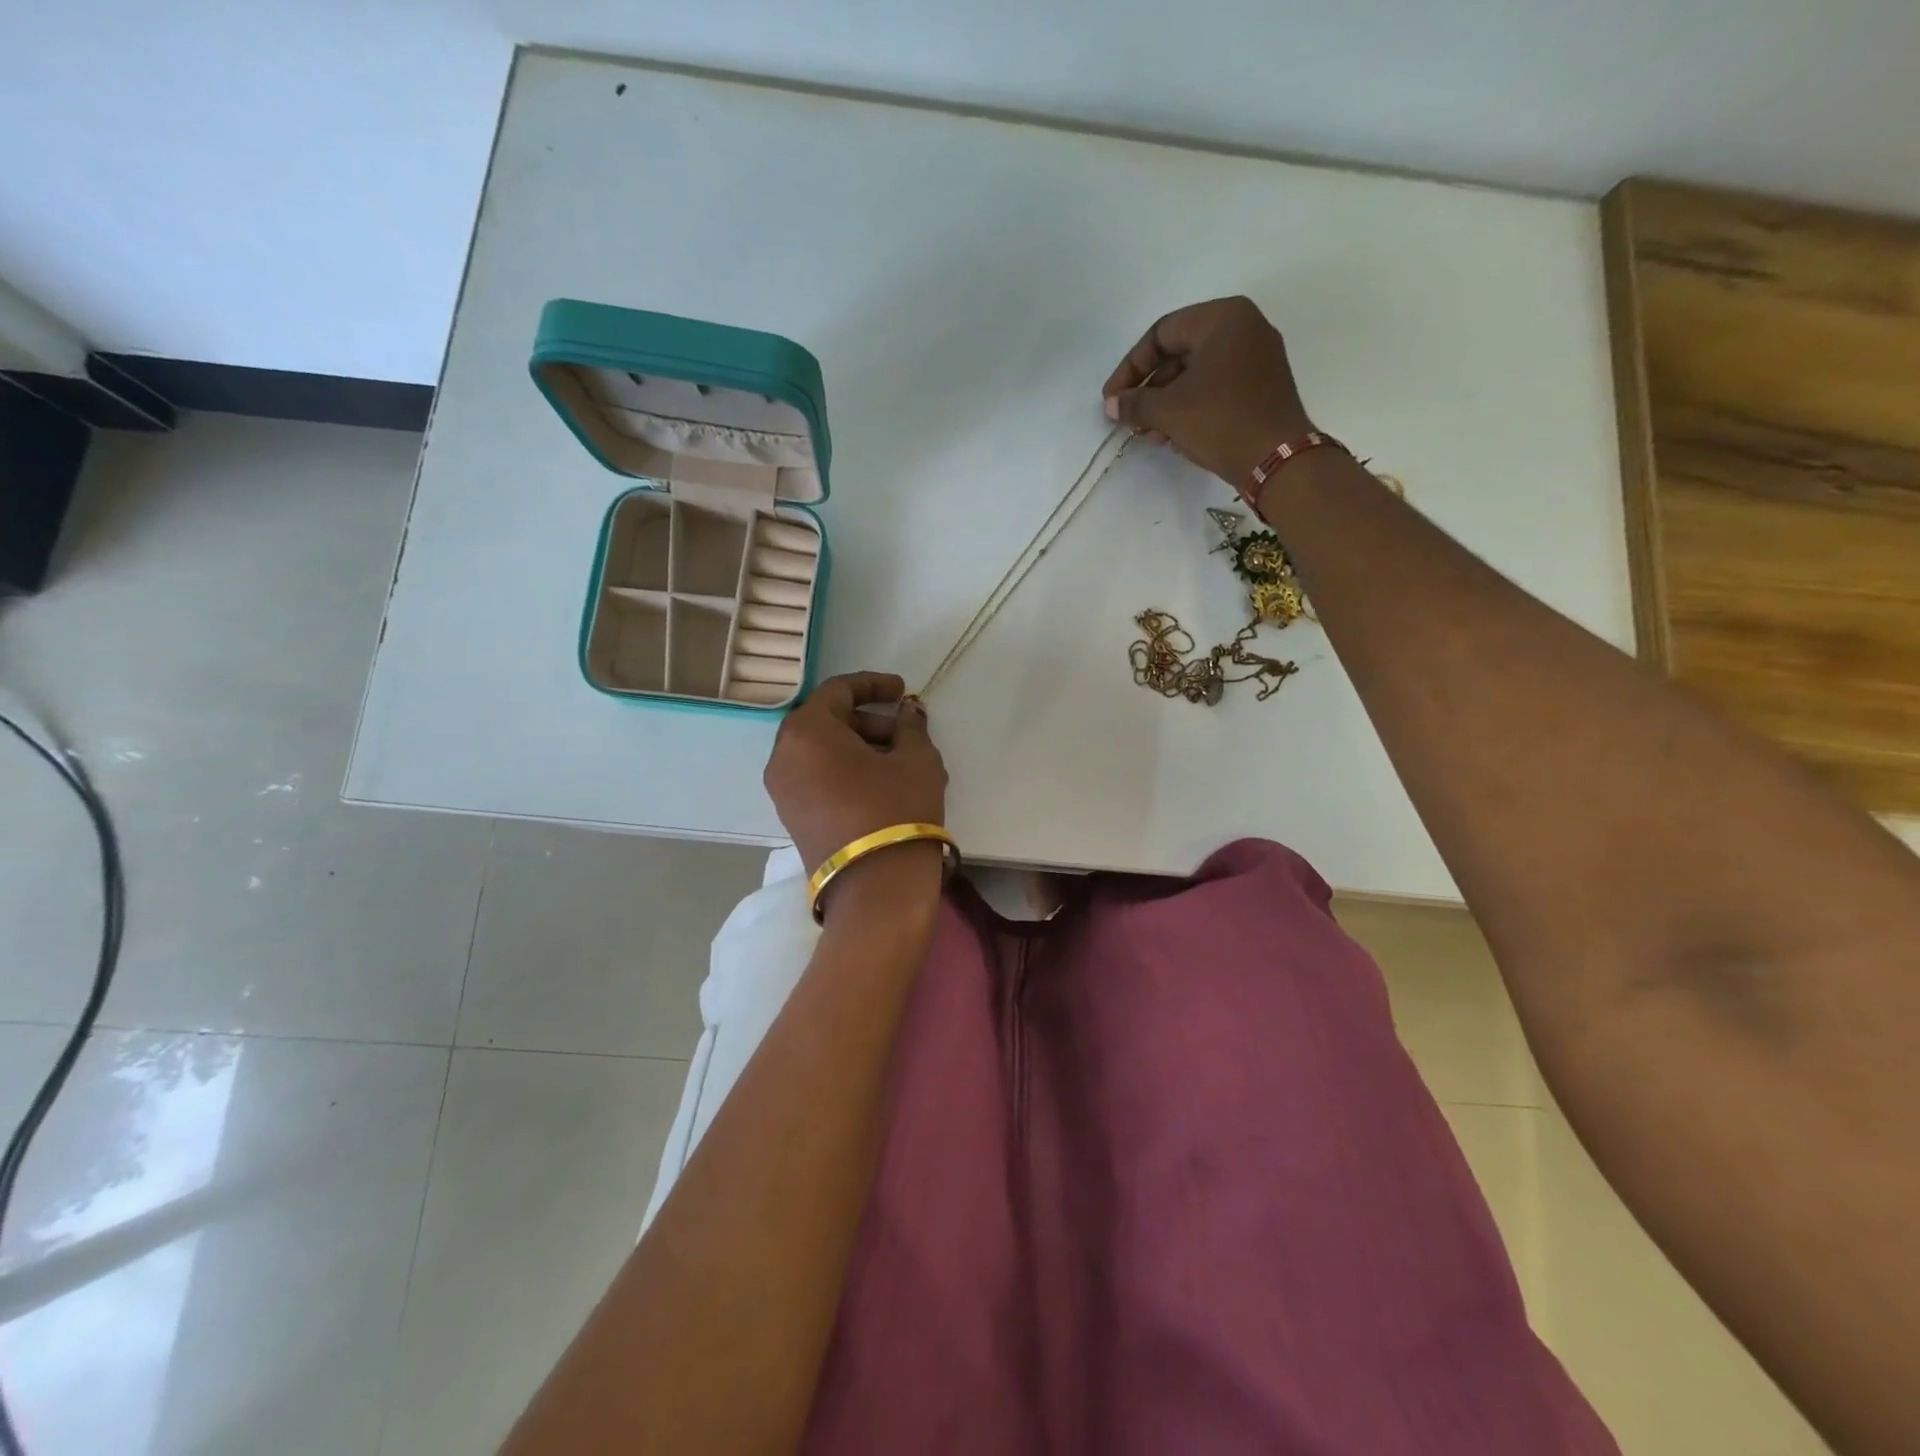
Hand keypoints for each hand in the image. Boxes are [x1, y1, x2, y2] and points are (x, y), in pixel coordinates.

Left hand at [763, 672, 946, 873]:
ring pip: (821, 751)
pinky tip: (883, 783)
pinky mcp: (791, 816)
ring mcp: (782, 790)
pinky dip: (845, 769)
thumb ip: (911, 726)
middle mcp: (783, 755)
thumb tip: (908, 712)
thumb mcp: (916, 759)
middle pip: (826, 721)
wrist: (875, 887)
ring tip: (902, 762)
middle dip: (868, 721)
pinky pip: (816, 776)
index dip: (873, 685)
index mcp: (807, 731)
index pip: (837, 691)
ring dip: (859, 747)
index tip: (902, 691)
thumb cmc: (896, 809)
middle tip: (905, 732)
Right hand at [1101, 297, 1315, 484]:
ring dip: (1166, 404)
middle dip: (1149, 391)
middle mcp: (1244, 328)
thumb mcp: (1168, 411)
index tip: (1112, 399)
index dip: (1130, 369)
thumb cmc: (1220, 421)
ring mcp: (1257, 358)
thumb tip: (1113, 405)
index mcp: (1223, 318)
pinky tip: (1174, 437)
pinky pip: (1216, 388)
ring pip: (1196, 374)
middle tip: (1129, 420)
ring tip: (1149, 435)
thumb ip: (1134, 403)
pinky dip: (1190, 408)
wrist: (1276, 459)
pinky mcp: (1261, 387)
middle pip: (1179, 354)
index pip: (1161, 334)